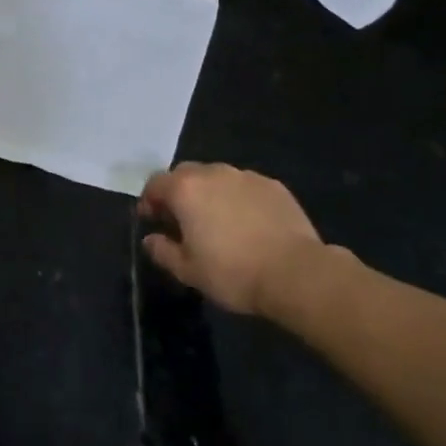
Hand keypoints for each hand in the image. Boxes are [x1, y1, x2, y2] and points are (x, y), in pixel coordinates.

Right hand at [138, 164, 327, 317]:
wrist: (296, 273)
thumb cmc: (233, 272)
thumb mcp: (188, 271)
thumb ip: (163, 251)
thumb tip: (151, 239)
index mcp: (186, 190)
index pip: (155, 183)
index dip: (149, 201)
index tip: (152, 221)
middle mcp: (213, 173)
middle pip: (185, 174)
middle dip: (178, 193)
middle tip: (182, 221)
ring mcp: (246, 176)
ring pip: (217, 177)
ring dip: (209, 194)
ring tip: (217, 222)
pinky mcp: (273, 186)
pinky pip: (245, 186)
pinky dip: (238, 198)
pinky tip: (247, 224)